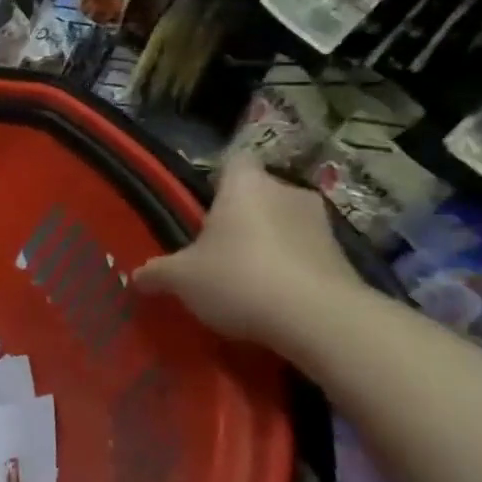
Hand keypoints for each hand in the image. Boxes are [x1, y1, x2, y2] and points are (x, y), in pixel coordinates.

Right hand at [132, 155, 364, 350]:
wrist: (320, 320)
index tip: (202, 203)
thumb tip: (138, 276)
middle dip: (241, 216)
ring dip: (267, 242)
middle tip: (214, 246)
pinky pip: (304, 254)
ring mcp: (322, 225)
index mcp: (246, 186)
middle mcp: (287, 193)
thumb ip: (156, 272)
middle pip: (259, 194)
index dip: (218, 178)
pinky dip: (289, 268)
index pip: (234, 162)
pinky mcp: (344, 258)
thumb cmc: (238, 278)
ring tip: (242, 275)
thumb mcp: (179, 278)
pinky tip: (270, 297)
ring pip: (284, 224)